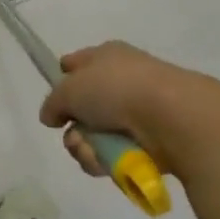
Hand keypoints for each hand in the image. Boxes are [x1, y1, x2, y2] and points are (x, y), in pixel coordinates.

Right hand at [38, 41, 202, 176]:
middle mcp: (121, 81)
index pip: (76, 64)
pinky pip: (114, 154)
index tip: (57, 103)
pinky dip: (107, 160)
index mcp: (106, 57)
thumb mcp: (70, 88)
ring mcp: (136, 113)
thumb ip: (53, 102)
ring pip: (95, 136)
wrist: (170, 115)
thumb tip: (50, 116)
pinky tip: (108, 161)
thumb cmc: (117, 88)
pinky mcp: (148, 142)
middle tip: (74, 134)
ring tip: (92, 151)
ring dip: (86, 148)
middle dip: (73, 127)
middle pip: (83, 109)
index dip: (63, 81)